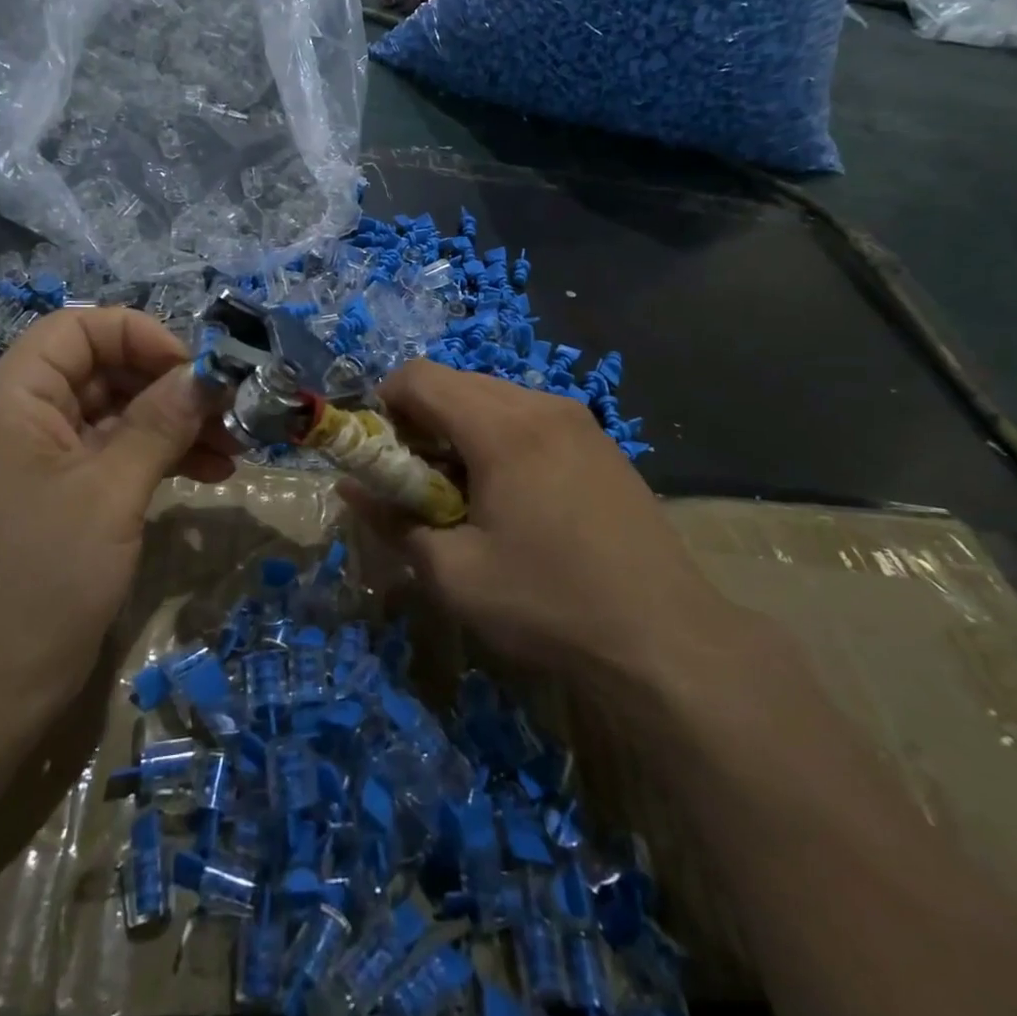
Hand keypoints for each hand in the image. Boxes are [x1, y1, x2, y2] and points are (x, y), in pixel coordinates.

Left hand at [0, 308, 234, 719]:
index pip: (79, 329)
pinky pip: (110, 453)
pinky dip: (157, 456)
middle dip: (169, 387)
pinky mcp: (55, 492)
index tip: (196, 372)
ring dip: (173, 424)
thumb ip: (160, 422)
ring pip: (114, 413)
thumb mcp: (111, 491)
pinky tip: (210, 472)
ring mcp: (35, 456)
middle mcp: (16, 415)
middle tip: (230, 412)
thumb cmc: (41, 580)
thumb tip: (206, 374)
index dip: (142, 337)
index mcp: (8, 397)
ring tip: (233, 447)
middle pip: (101, 370)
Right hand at [342, 360, 736, 678]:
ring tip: (465, 492)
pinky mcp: (600, 441)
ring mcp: (578, 419)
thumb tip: (350, 490)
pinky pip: (529, 416)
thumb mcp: (454, 574)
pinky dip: (499, 437)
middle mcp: (541, 405)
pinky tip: (513, 495)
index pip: (419, 377)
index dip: (383, 406)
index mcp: (503, 427)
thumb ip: (393, 522)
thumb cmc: (549, 603)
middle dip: (421, 419)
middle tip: (418, 481)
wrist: (666, 638)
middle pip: (456, 381)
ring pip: (493, 396)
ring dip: (460, 428)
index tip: (381, 457)